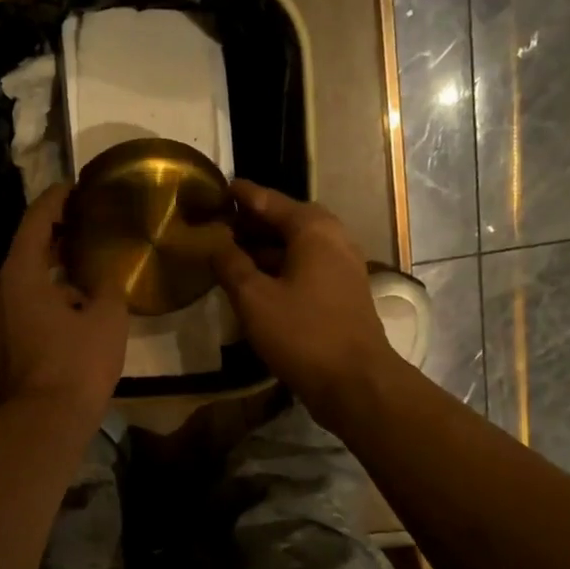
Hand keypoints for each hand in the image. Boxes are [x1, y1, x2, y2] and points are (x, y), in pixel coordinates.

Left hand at [0, 184, 128, 426]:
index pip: (34, 223)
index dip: (55, 201)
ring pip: (21, 286)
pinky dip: (41, 302)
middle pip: (24, 254)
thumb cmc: (77, 364)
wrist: (44, 423)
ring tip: (82, 273)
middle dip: (53, 241)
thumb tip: (106, 278)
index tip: (73, 189)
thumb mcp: (107, 319)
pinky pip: (19, 311)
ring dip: (49, 276)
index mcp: (18, 275)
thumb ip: (108, 287)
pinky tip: (69, 311)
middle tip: (83, 229)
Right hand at [212, 179, 396, 422]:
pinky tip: (256, 281)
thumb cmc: (302, 333)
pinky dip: (280, 266)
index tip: (218, 188)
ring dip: (265, 246)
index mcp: (313, 229)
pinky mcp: (342, 292)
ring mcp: (342, 266)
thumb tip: (215, 243)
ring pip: (297, 245)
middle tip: (220, 222)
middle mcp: (333, 238)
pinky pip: (306, 266)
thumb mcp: (254, 298)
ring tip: (231, 251)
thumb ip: (230, 265)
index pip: (270, 200)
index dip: (242, 195)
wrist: (354, 381)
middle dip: (253, 221)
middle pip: (287, 220)